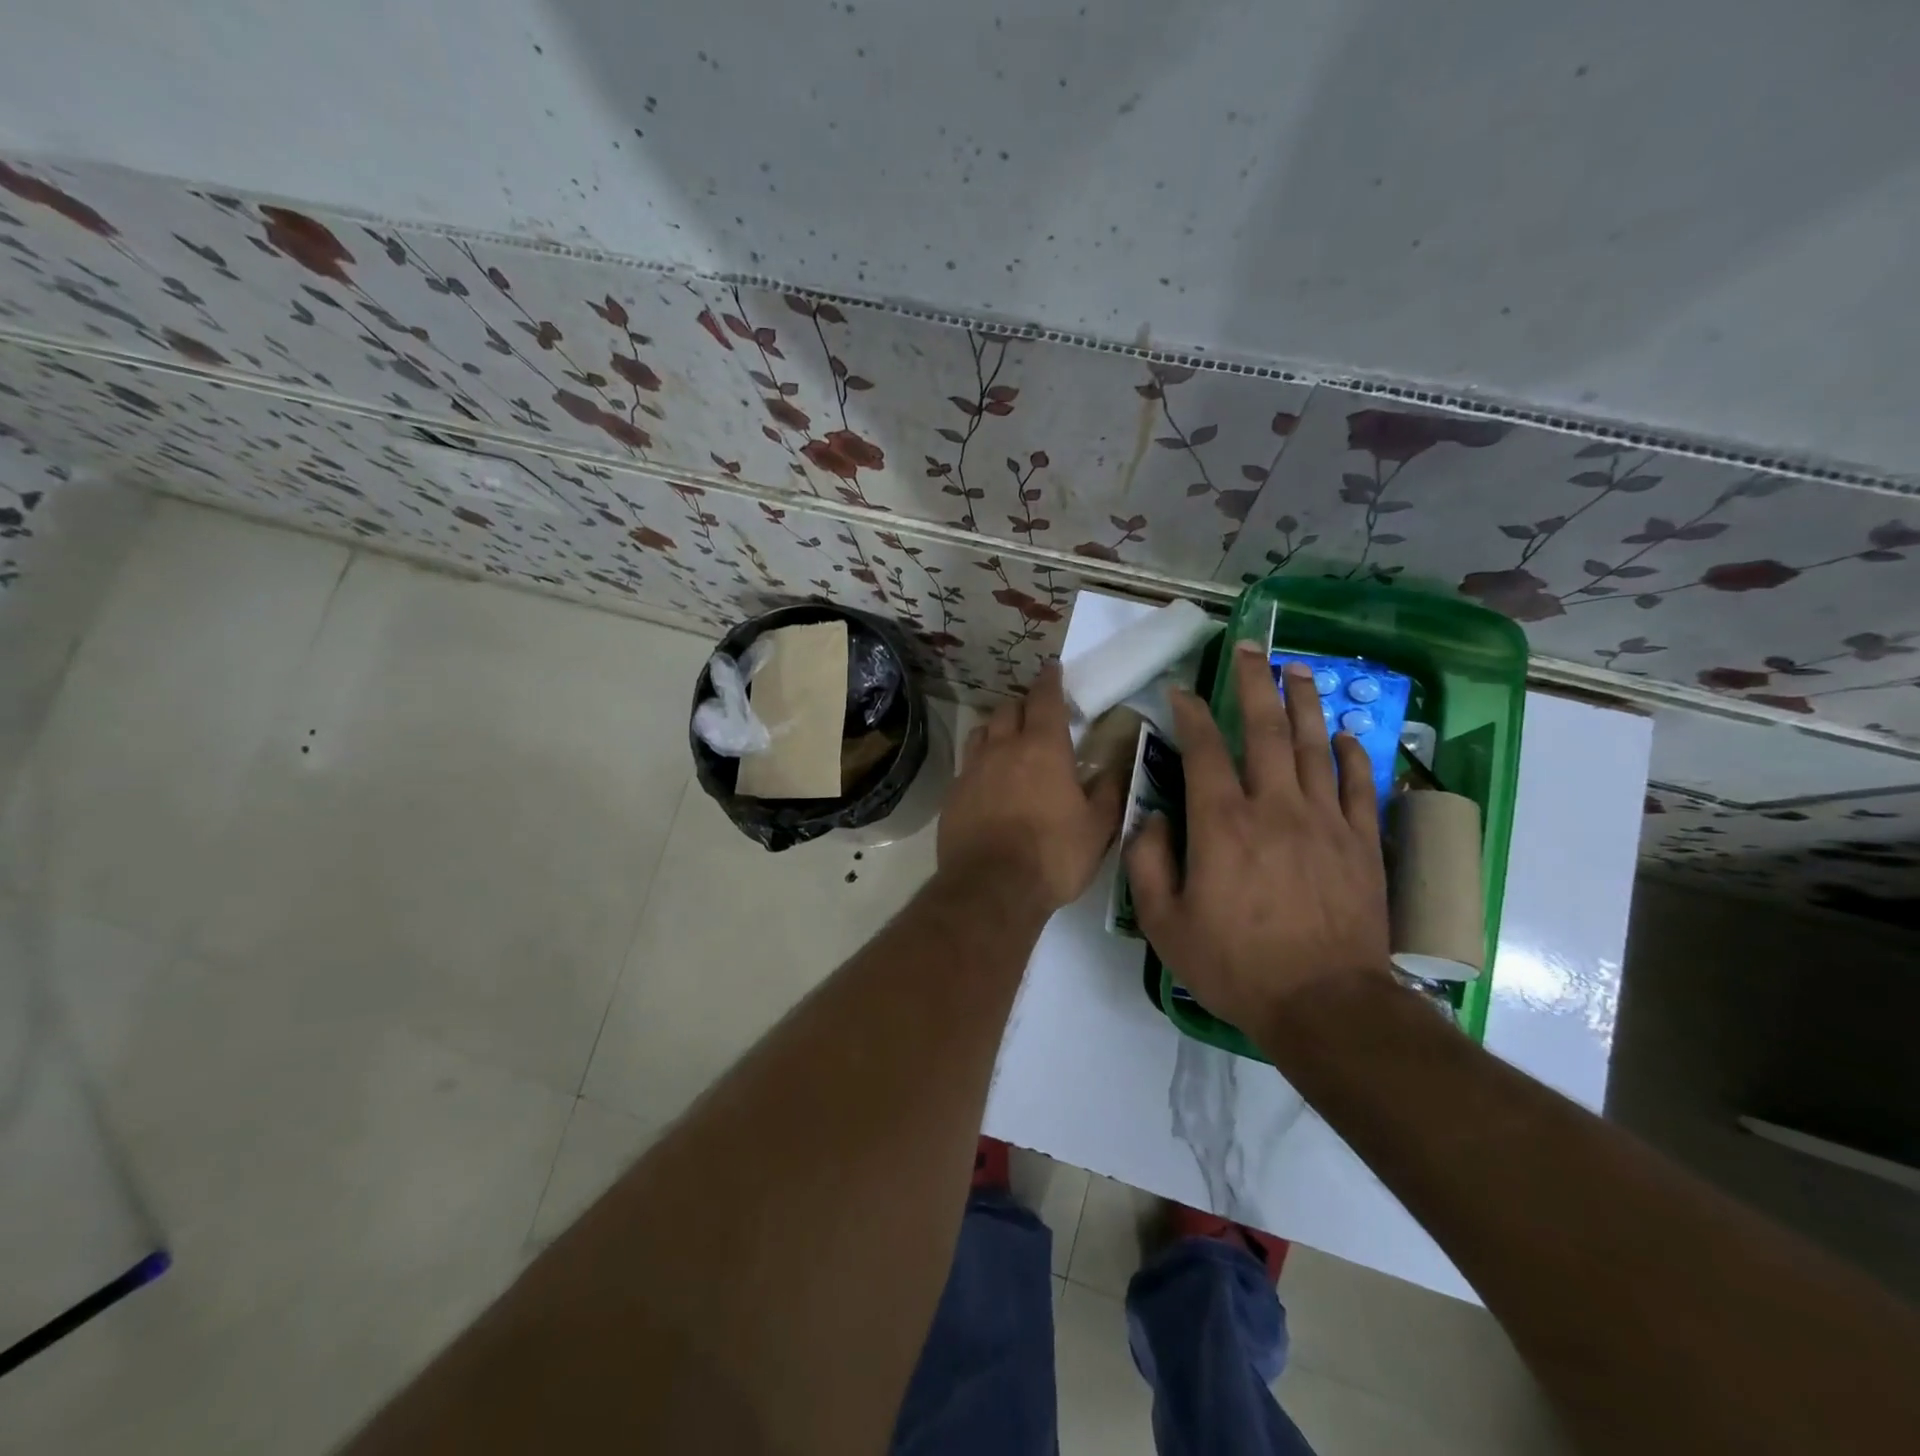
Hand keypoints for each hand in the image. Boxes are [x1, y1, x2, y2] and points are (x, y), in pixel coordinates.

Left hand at [939, 663, 1125, 915]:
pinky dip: (980, 759)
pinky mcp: (953, 793)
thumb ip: (1110, 790)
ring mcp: (973, 769)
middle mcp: (1004, 748)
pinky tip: (988, 778)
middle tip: (1036, 712)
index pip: (1045, 699)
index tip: (1052, 669)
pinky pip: (967, 763)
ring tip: (1009, 738)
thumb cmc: (1053, 855)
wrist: (991, 888)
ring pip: (983, 730)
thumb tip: (1120, 762)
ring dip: (998, 727)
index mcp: (1043, 748)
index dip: (1050, 680)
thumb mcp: (1098, 827)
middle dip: (1023, 703)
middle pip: (1009, 708)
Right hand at [1125, 643, 1392, 1035]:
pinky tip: (1344, 734)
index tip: (1181, 690)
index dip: (1190, 713)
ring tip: (1297, 668)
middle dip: (1253, 683)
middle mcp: (1274, 807)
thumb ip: (1148, 864)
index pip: (1203, 749)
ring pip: (1314, 745)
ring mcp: (1324, 821)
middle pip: (1265, 730)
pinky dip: (1351, 754)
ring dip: (1303, 702)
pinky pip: (1358, 784)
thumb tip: (1153, 819)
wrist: (1325, 1006)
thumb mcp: (1165, 924)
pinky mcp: (1361, 842)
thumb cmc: (1236, 966)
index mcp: (1222, 824)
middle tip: (1248, 647)